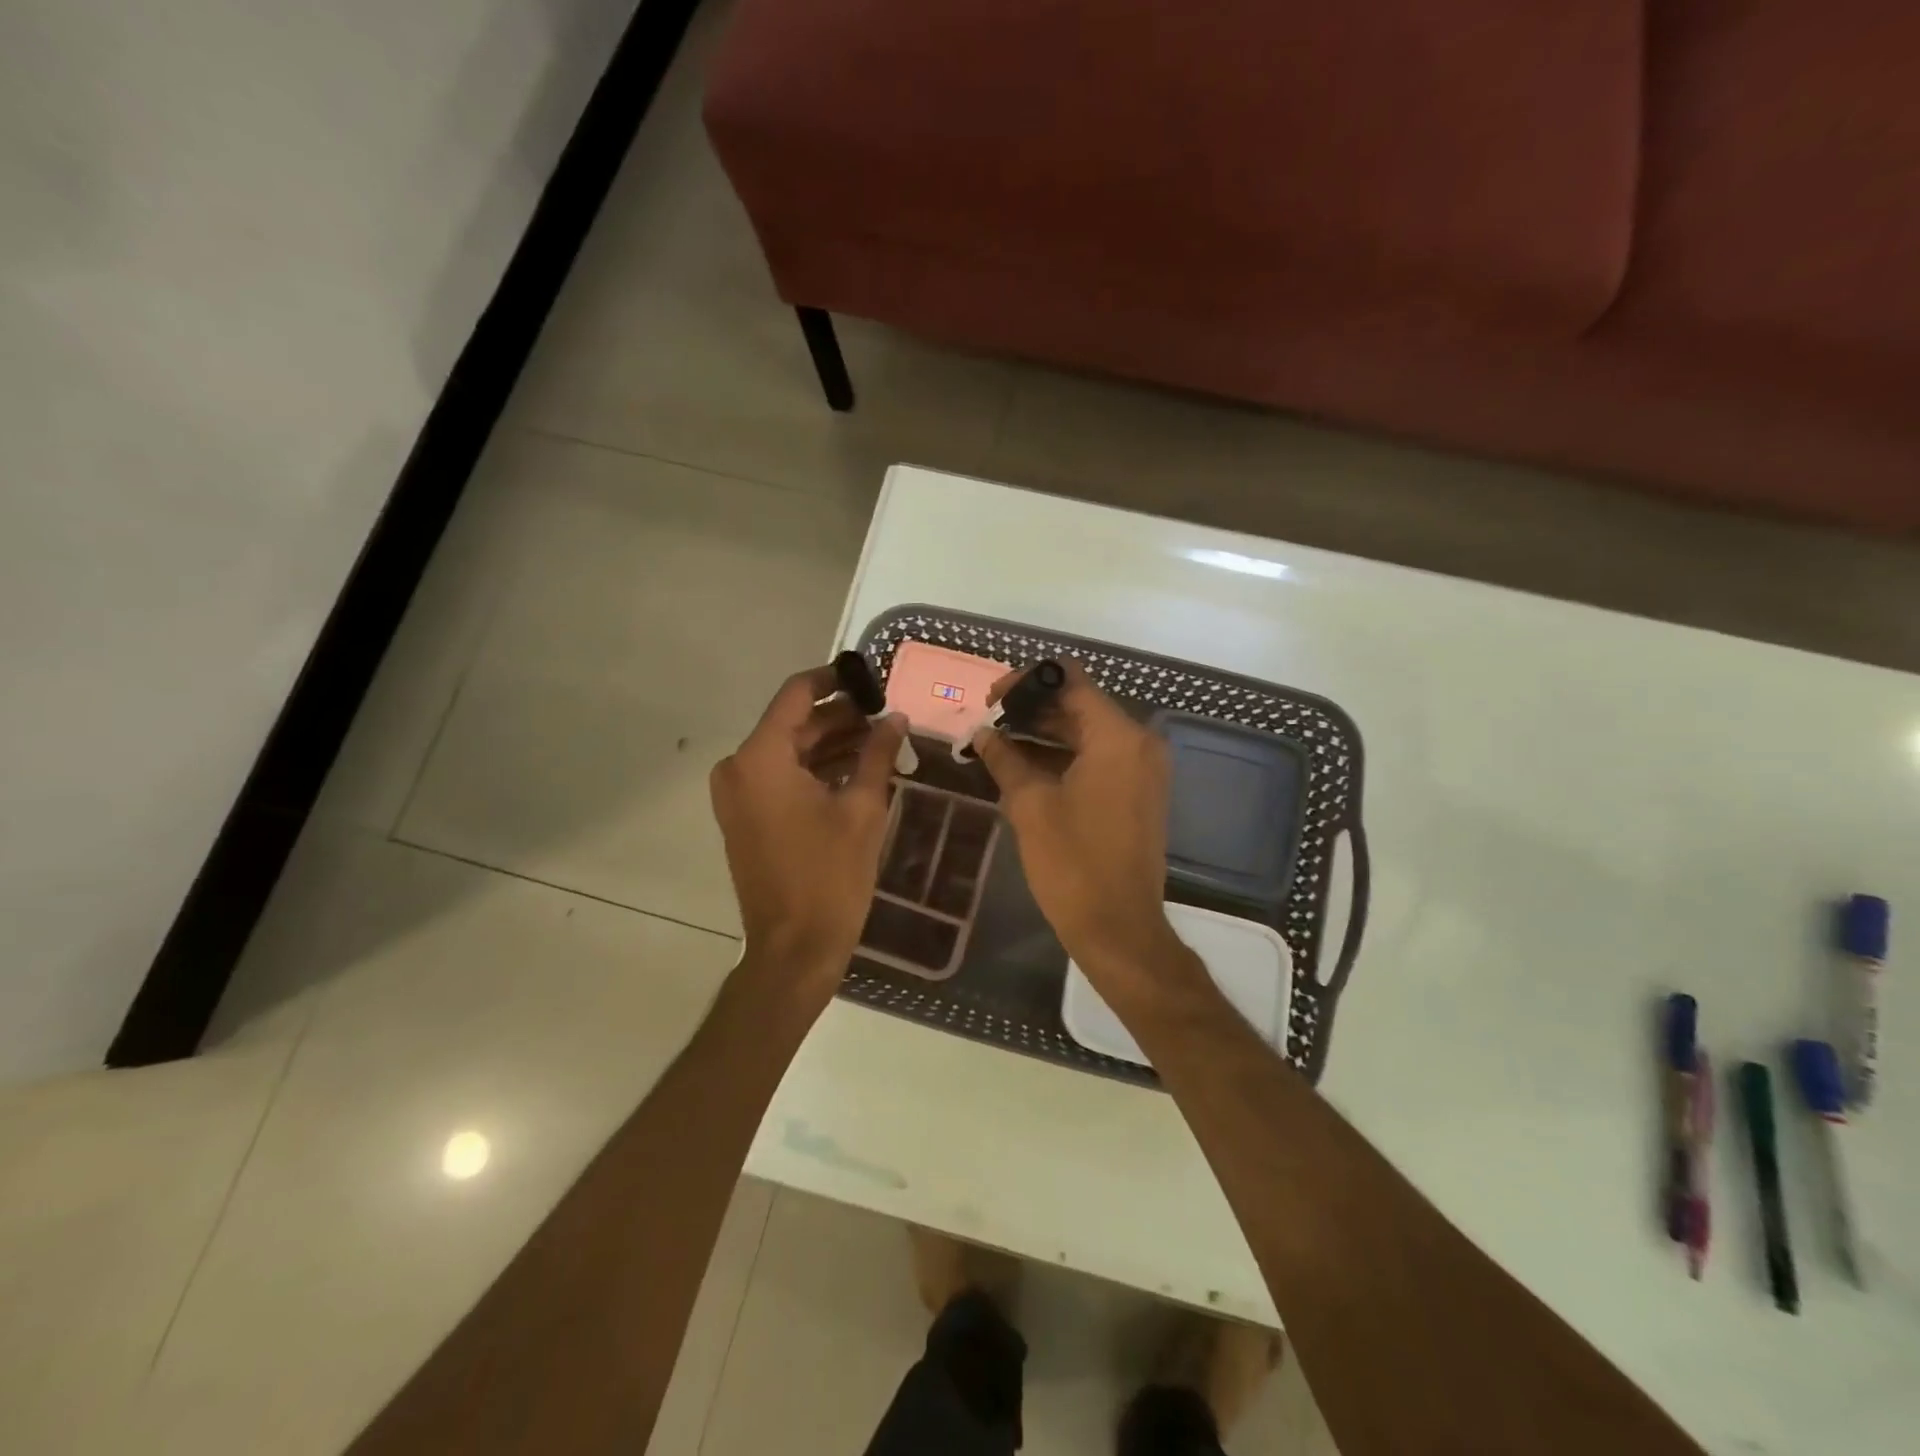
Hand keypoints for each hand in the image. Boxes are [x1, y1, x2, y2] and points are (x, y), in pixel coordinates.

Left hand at [710, 667, 906, 990]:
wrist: (794, 947)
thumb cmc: (830, 876)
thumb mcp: (862, 808)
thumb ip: (878, 753)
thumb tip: (896, 718)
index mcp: (761, 757)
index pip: (796, 693)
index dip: (834, 678)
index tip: (870, 677)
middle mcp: (739, 767)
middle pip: (793, 723)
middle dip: (839, 716)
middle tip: (885, 715)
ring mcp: (738, 794)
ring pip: (789, 750)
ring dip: (830, 743)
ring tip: (880, 741)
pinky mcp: (745, 816)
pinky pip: (781, 776)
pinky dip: (814, 769)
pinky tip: (856, 769)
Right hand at [971, 662, 1186, 985]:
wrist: (1118, 927)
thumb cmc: (1072, 863)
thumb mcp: (1030, 805)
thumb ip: (1005, 758)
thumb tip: (982, 733)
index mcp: (1117, 737)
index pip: (1070, 681)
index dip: (1027, 682)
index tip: (991, 698)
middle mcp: (1138, 743)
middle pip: (1079, 705)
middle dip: (1032, 709)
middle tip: (988, 721)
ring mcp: (1142, 769)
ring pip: (1087, 733)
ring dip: (1045, 733)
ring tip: (998, 742)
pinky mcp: (1138, 792)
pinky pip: (1098, 758)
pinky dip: (1064, 756)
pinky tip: (1024, 766)